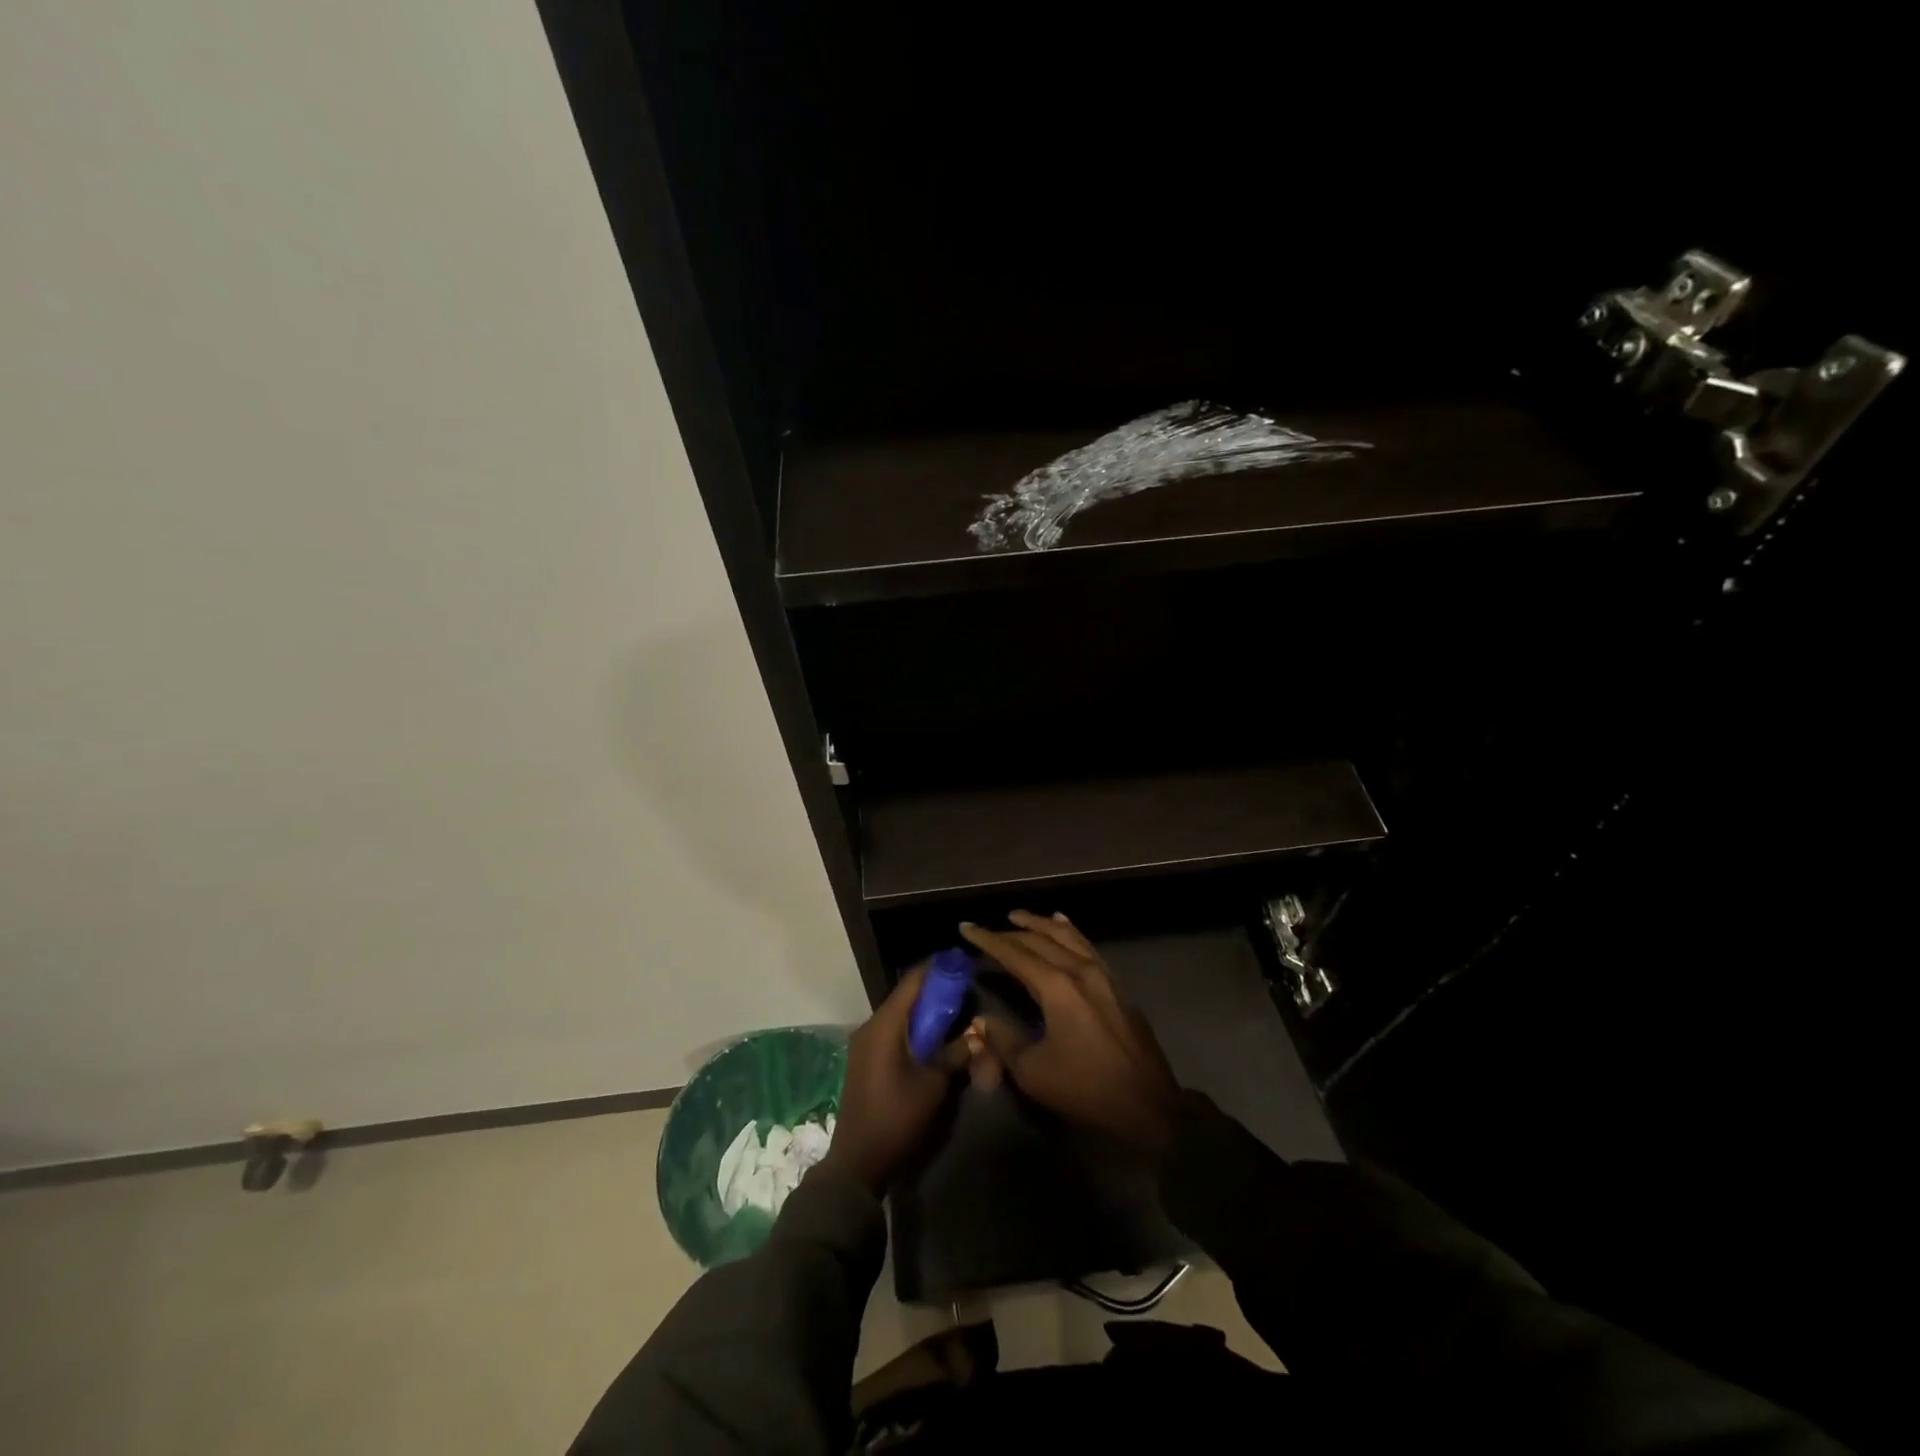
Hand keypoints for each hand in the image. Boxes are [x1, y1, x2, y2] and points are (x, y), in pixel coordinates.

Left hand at [821, 962, 971, 1193]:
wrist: (857, 1162)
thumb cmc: (896, 1118)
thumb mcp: (933, 1085)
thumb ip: (955, 1053)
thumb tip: (977, 1034)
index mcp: (884, 1025)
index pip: (913, 981)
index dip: (939, 969)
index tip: (963, 963)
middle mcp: (870, 1026)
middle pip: (906, 995)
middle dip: (935, 990)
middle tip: (966, 989)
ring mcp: (864, 1042)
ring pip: (899, 1013)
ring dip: (925, 1011)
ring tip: (956, 1011)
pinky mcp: (865, 1058)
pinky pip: (893, 1030)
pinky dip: (914, 1027)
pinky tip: (934, 1037)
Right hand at [959, 911, 1180, 1153]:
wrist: (1148, 1105)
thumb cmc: (1085, 1089)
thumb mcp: (1033, 1072)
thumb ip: (1003, 1040)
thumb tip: (983, 1020)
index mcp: (1057, 987)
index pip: (1015, 954)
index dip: (988, 940)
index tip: (966, 927)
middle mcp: (1080, 970)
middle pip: (1040, 940)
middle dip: (1011, 932)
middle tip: (987, 928)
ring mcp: (1103, 975)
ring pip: (1067, 936)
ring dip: (1041, 924)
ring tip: (1020, 916)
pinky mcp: (1116, 985)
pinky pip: (1087, 946)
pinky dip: (1069, 932)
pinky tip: (1063, 926)